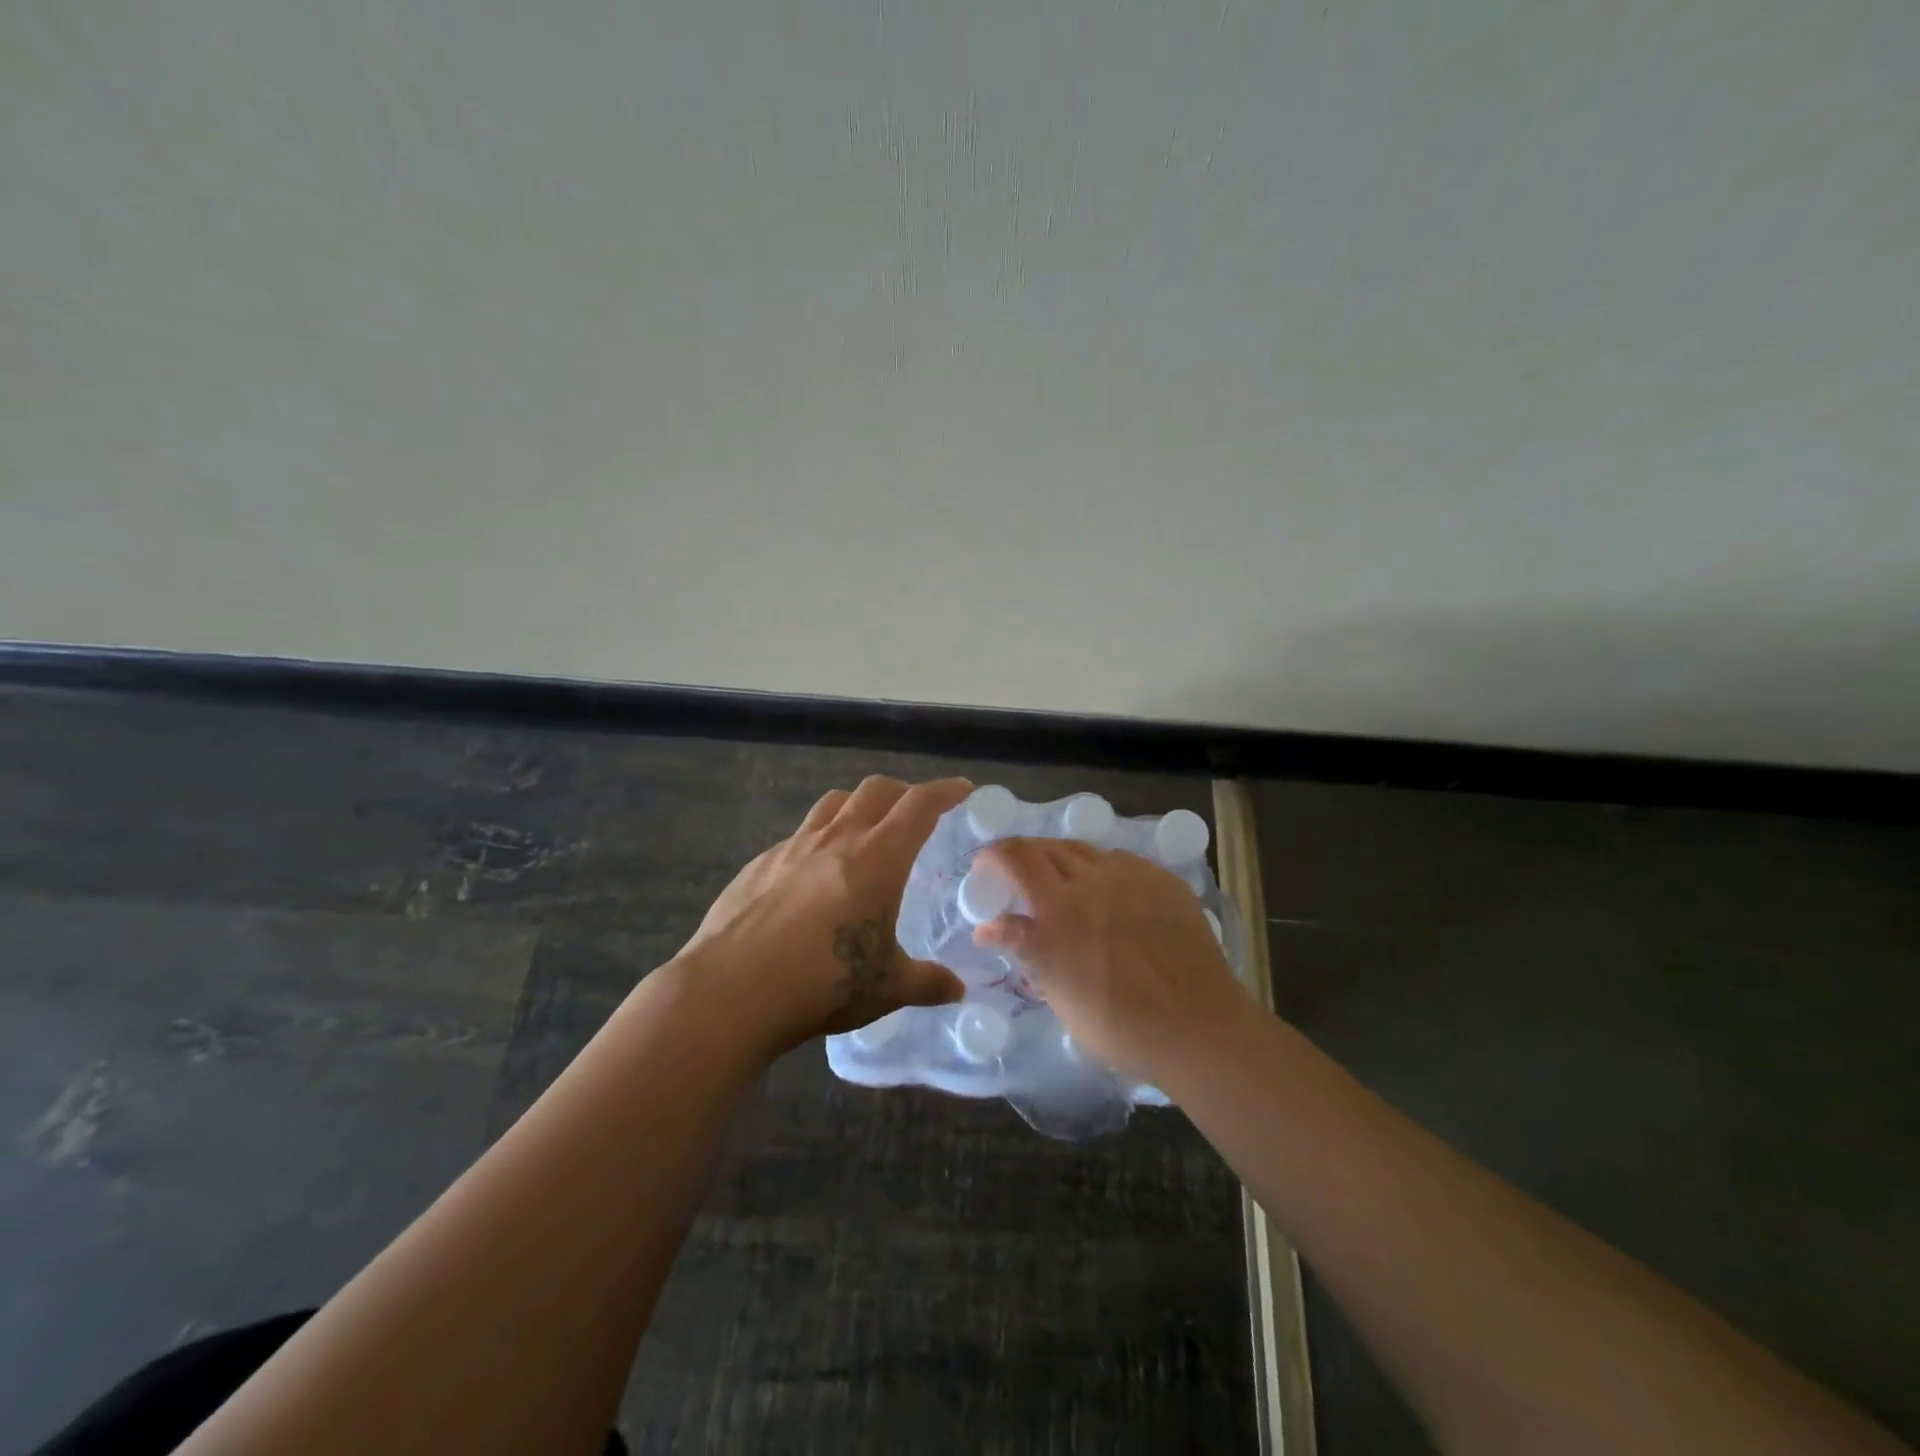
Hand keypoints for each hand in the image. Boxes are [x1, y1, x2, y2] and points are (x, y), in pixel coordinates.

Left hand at [677, 775, 971, 1056]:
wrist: (729, 991)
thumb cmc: (822, 983)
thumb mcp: (886, 988)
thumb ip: (927, 983)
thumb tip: (957, 989)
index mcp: (877, 859)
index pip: (919, 805)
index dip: (945, 791)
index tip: (962, 790)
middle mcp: (836, 839)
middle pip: (876, 791)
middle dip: (903, 793)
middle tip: (916, 814)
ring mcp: (792, 847)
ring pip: (833, 804)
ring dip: (858, 807)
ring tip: (866, 833)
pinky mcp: (759, 864)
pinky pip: (799, 836)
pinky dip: (819, 839)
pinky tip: (814, 875)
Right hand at [971, 838, 1250, 1080]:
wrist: (1197, 1026)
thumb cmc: (1119, 1024)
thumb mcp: (1059, 992)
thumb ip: (1025, 949)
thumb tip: (988, 928)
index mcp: (1059, 908)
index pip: (1016, 858)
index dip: (994, 855)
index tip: (984, 867)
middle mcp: (1092, 880)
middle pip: (1049, 848)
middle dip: (1026, 855)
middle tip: (1019, 876)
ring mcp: (1132, 876)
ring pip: (1085, 851)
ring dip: (1063, 860)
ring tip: (1061, 882)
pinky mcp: (1163, 881)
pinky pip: (1122, 862)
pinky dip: (1101, 871)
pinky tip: (1107, 893)